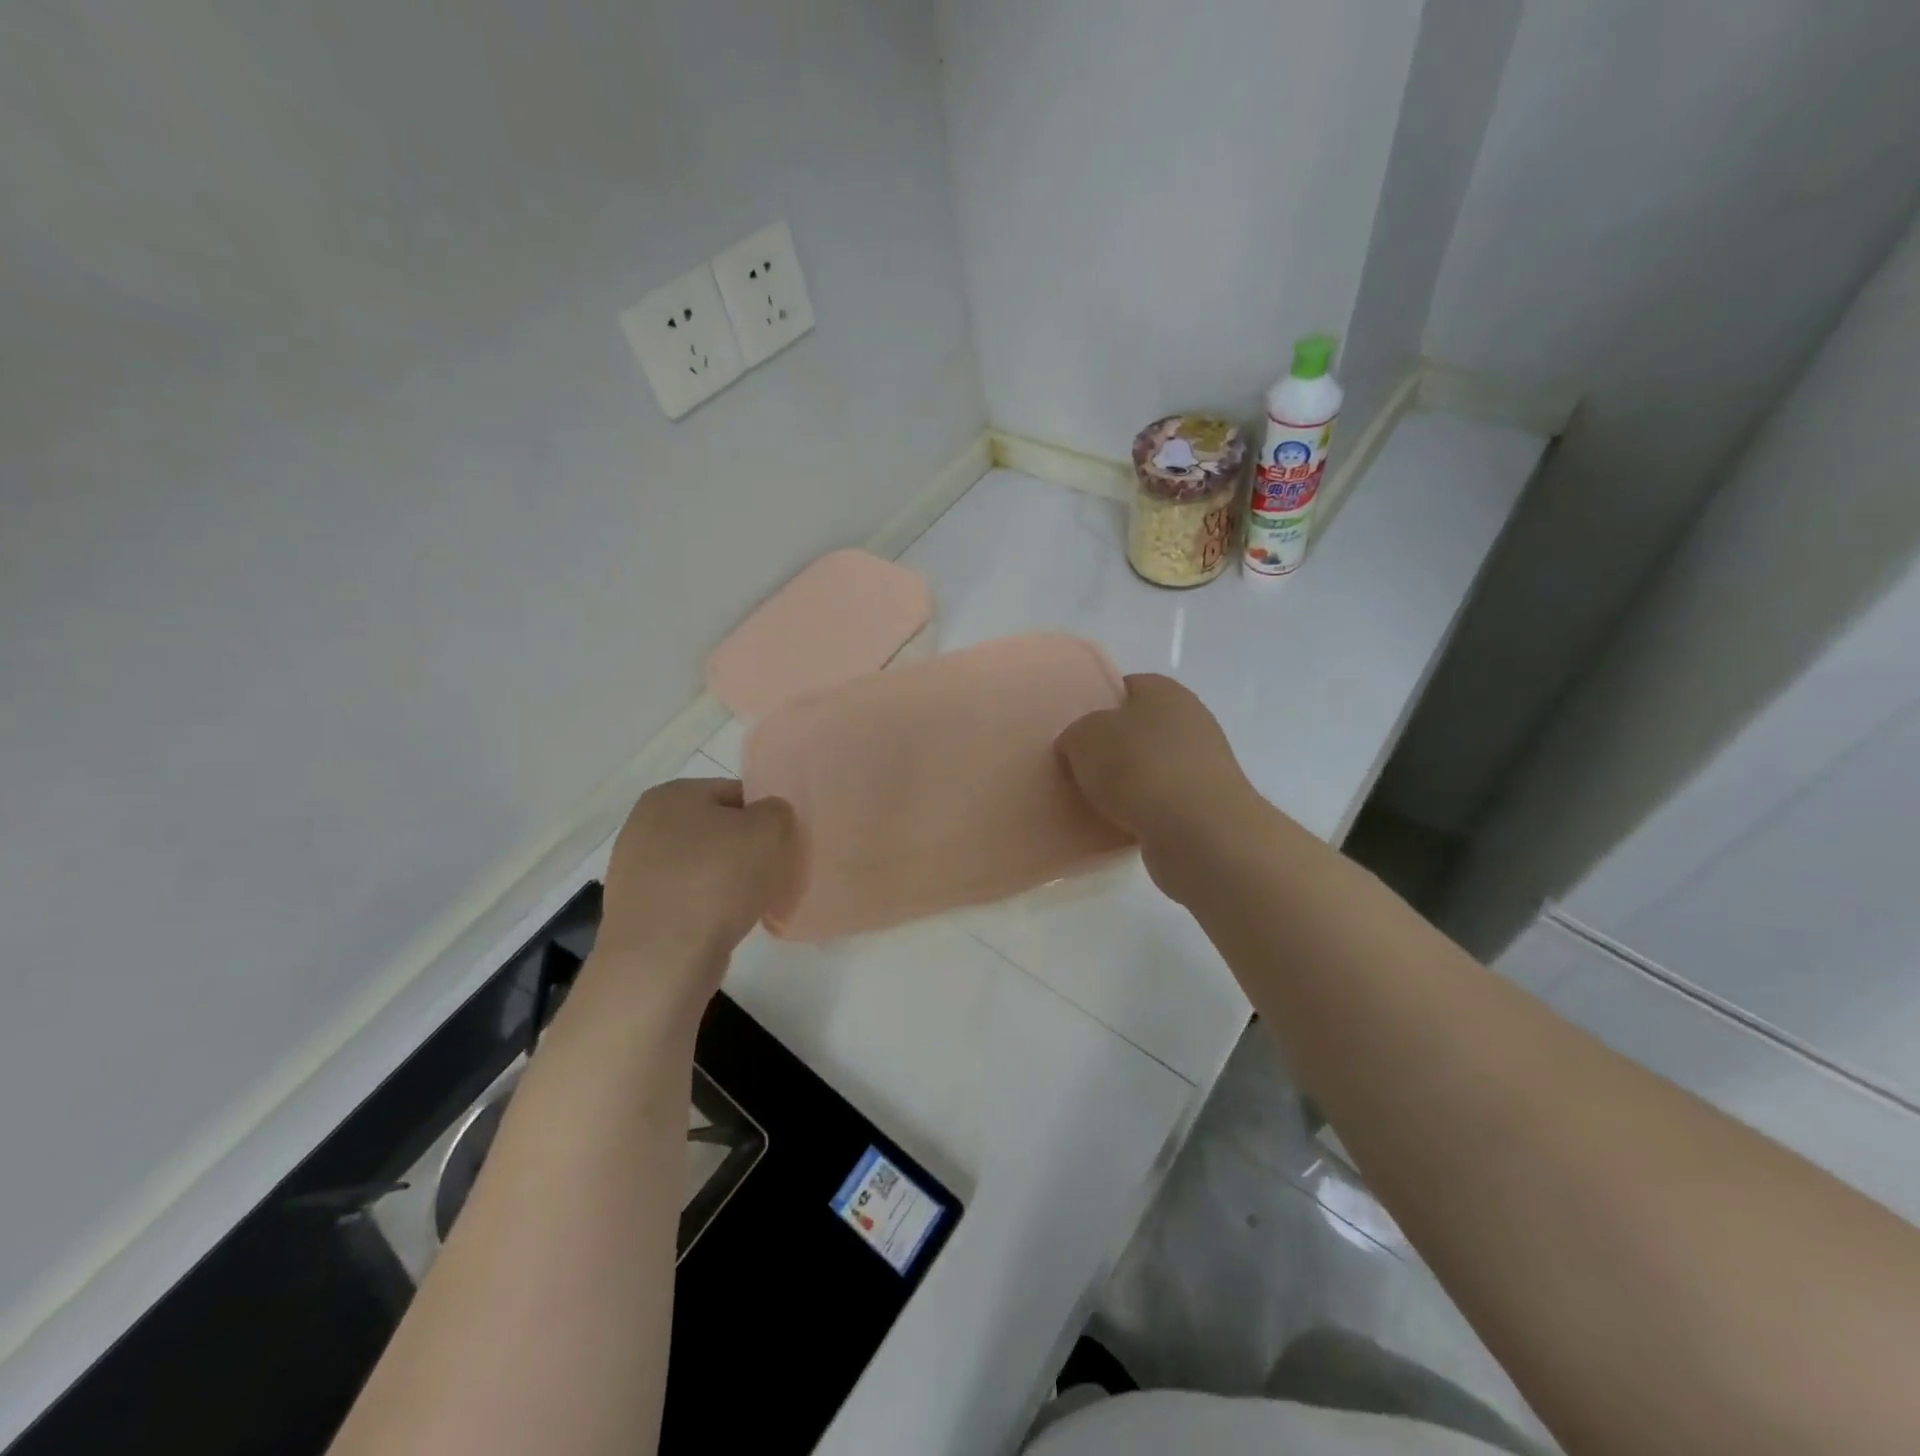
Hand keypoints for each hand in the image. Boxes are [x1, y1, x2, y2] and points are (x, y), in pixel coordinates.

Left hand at [588, 778, 796, 1025]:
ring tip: (749, 904)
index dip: (764, 817)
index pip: (734, 793)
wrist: (662, 959)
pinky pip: (686, 897)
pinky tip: (723, 924)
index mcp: (671, 794)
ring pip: (701, 865)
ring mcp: (634, 869)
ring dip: (727, 880)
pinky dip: (707, 907)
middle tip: (770, 873)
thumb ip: (777, 811)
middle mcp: (643, 824)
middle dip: (744, 849)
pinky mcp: (636, 909)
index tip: (781, 844)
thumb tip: (767, 819)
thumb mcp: (769, 830)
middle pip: (716, 830)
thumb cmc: (717, 881)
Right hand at [1056, 674, 1256, 901]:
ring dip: (1126, 785)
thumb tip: (1079, 747)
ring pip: (1151, 769)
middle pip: (1140, 731)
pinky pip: (1162, 804)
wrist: (1197, 832)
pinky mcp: (1206, 807)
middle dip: (1111, 750)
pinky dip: (1142, 813)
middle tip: (1079, 770)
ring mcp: (1203, 766)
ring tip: (1094, 803)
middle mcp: (1191, 722)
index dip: (1099, 706)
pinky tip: (1120, 826)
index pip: (1128, 687)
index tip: (1076, 733)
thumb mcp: (1083, 738)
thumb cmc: (1139, 767)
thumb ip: (1075, 735)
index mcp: (1166, 692)